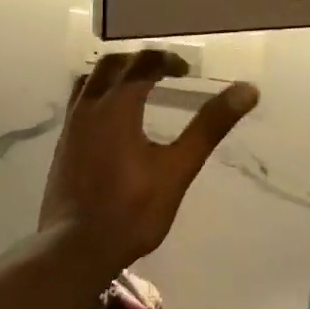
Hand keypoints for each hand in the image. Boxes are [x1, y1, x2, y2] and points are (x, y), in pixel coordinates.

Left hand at [40, 48, 258, 263]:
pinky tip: (112, 122)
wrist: (75, 249)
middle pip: (110, 65)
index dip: (166, 60)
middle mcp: (88, 107)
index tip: (186, 69)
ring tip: (136, 88)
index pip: (141, 64)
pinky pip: (79, 104)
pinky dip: (98, 96)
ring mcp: (71, 127)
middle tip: (164, 72)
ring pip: (88, 82)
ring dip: (113, 75)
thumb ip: (209, 127)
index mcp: (116, 106)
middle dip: (138, 61)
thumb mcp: (178, 168)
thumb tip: (247, 90)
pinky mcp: (63, 147)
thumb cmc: (132, 209)